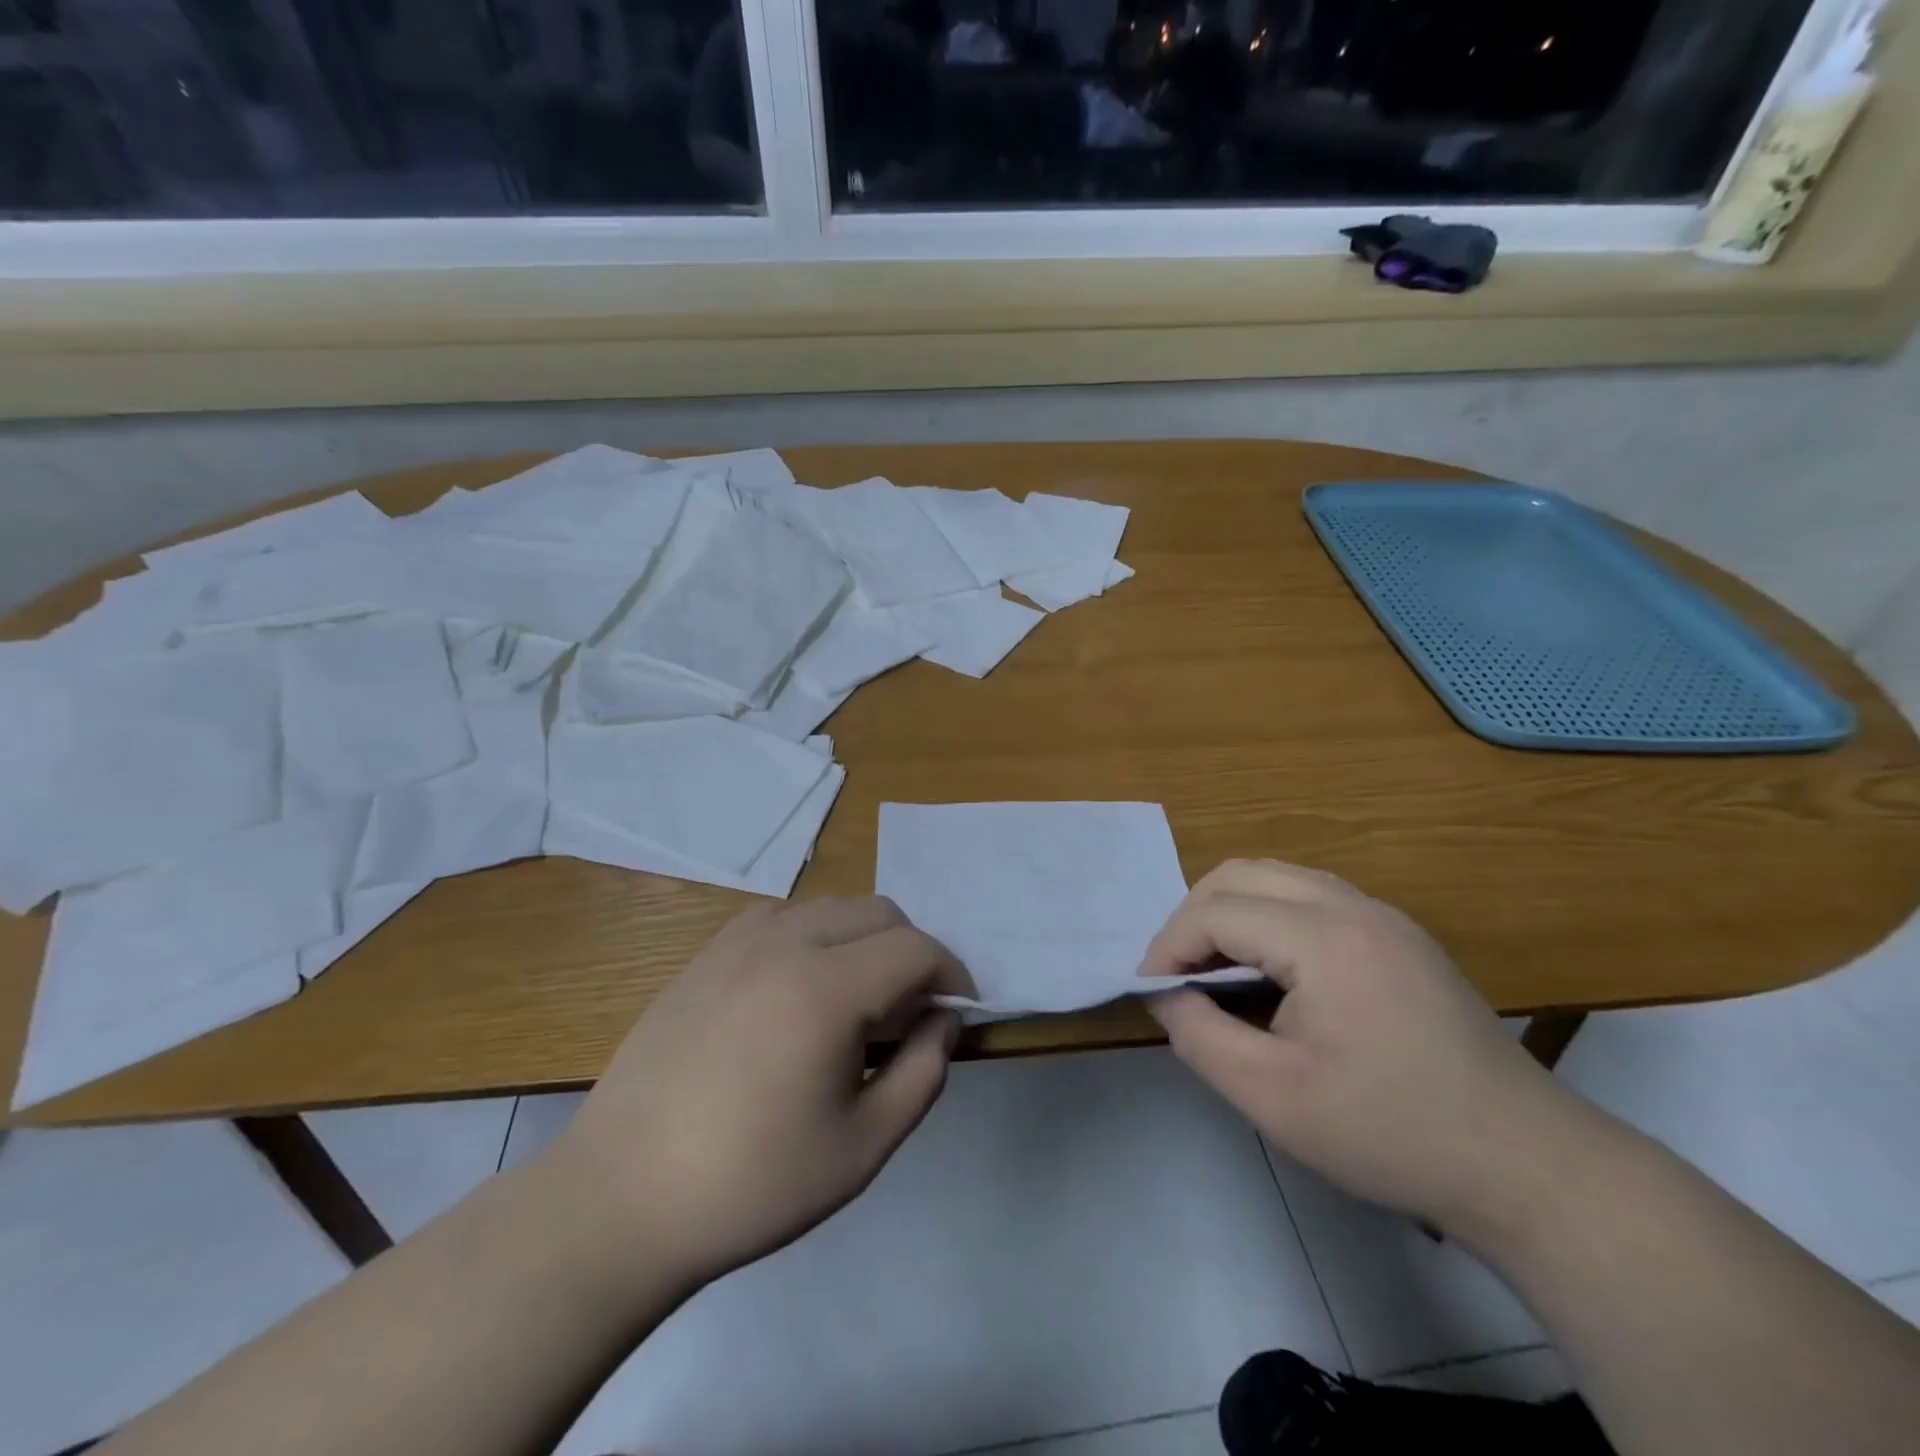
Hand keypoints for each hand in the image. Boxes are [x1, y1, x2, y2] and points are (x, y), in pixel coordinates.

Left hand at [549, 897, 971, 1286]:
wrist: (622, 1197)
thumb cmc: (752, 1183)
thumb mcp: (863, 1147)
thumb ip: (923, 1073)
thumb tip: (945, 1020)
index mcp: (826, 988)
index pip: (916, 949)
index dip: (952, 974)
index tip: (959, 1013)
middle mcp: (786, 942)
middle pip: (879, 912)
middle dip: (912, 952)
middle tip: (910, 1012)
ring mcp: (739, 941)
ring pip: (832, 907)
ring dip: (864, 939)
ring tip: (857, 1001)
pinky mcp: (708, 953)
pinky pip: (784, 917)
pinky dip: (815, 936)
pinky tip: (801, 990)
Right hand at [1143, 860, 1580, 1238]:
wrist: (1526, 1165)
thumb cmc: (1390, 1132)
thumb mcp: (1271, 1097)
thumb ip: (1199, 1035)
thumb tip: (1167, 995)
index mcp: (1322, 937)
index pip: (1215, 912)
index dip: (1169, 946)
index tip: (1150, 991)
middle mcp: (1352, 906)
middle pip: (1242, 874)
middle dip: (1193, 917)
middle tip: (1177, 973)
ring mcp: (1382, 916)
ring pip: (1277, 878)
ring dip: (1231, 912)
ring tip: (1216, 969)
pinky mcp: (1400, 936)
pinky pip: (1312, 898)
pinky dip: (1270, 918)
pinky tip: (1272, 972)